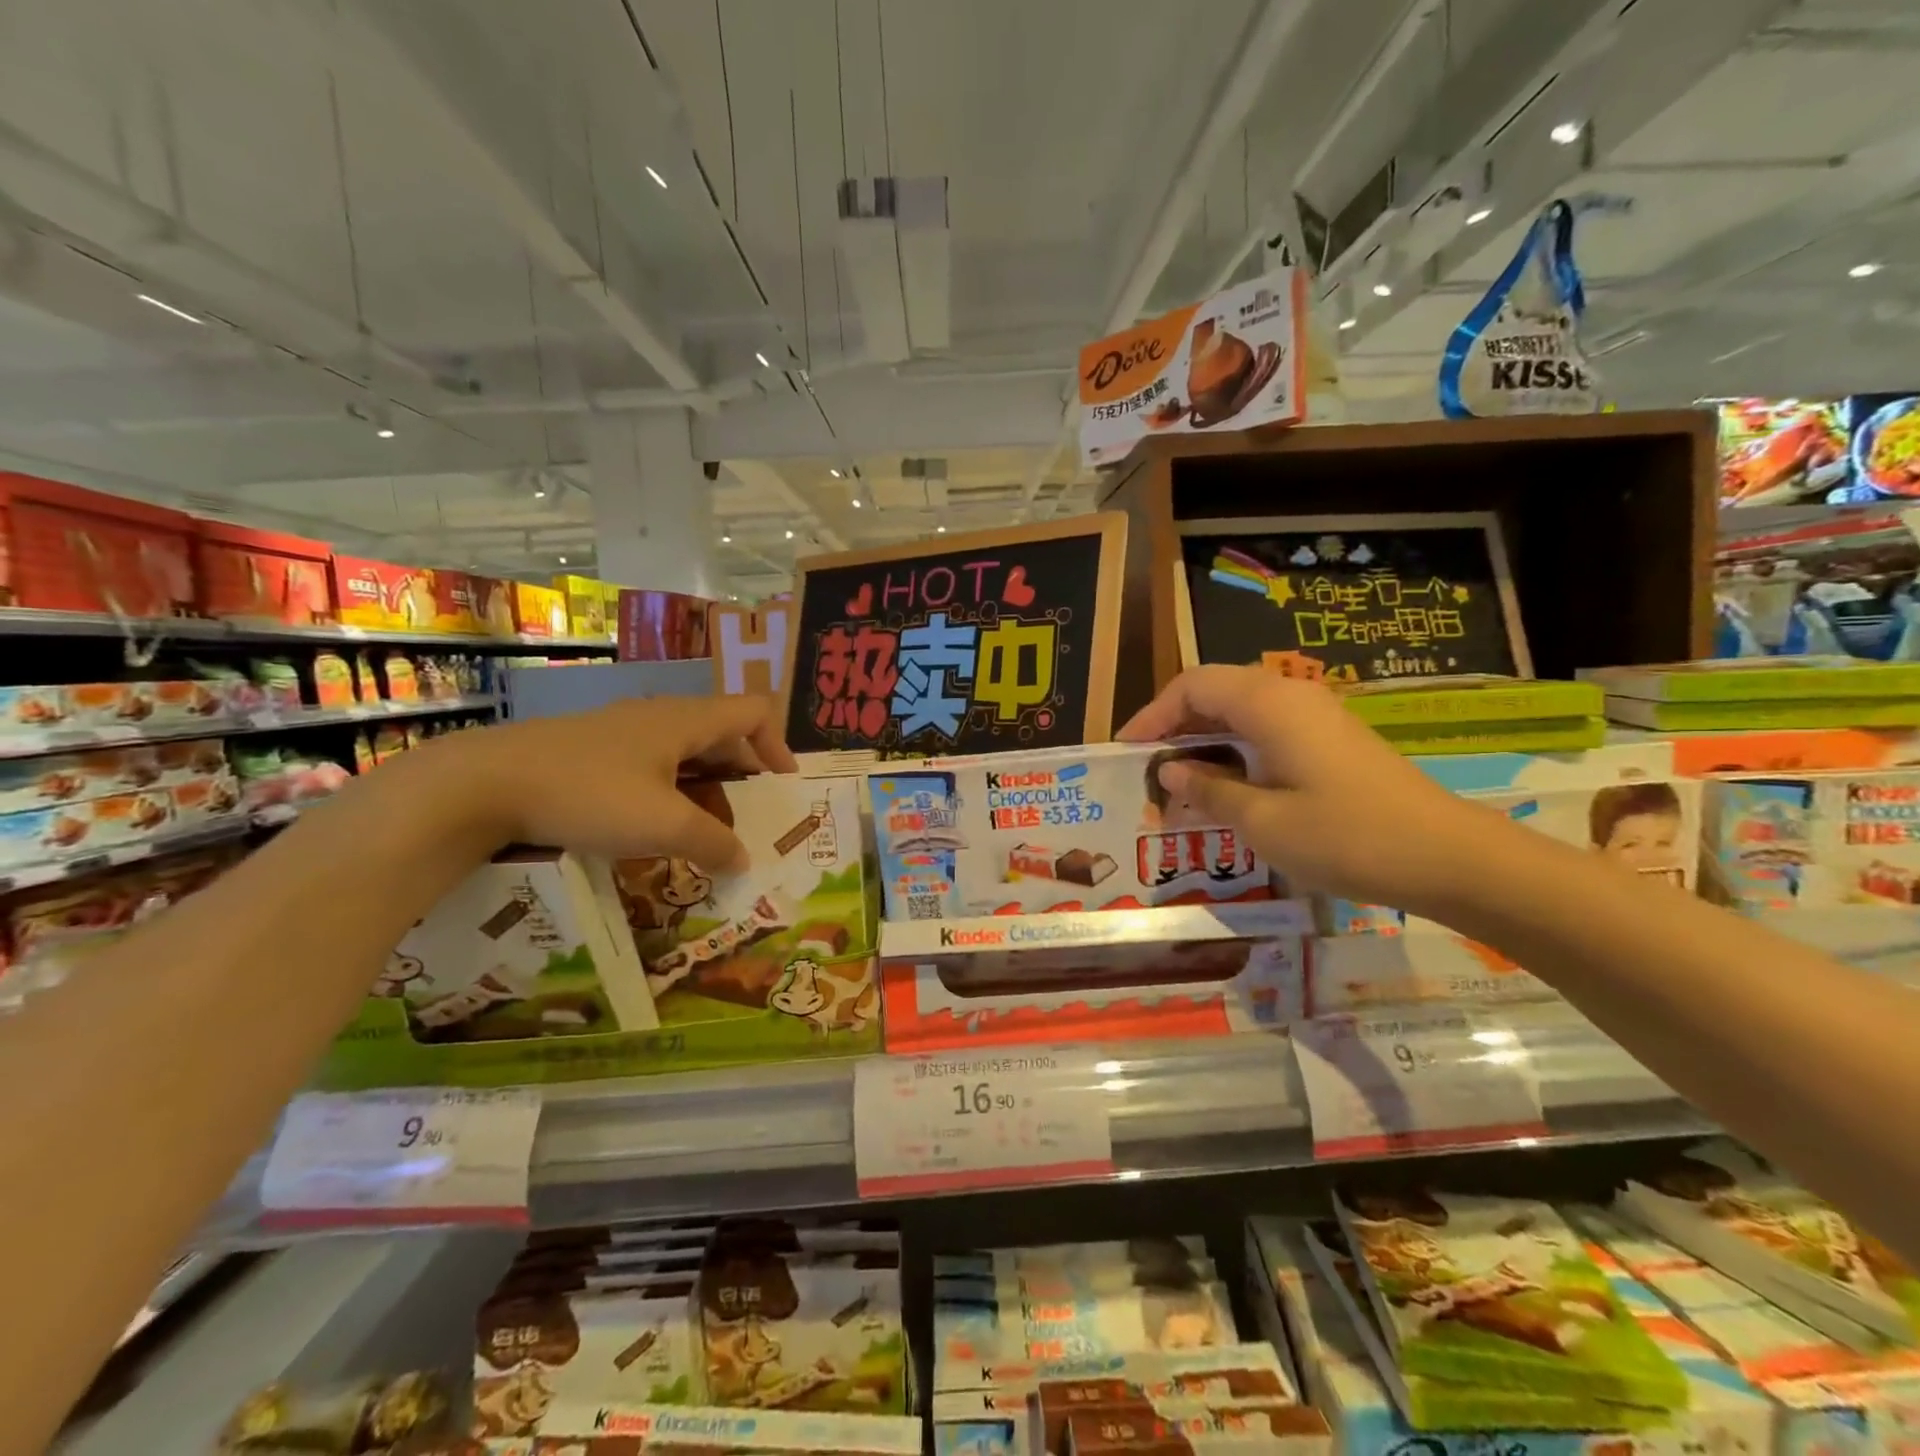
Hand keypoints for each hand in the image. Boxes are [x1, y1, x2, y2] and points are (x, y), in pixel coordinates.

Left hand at [446, 694, 796, 870]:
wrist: (483, 785)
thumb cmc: (589, 795)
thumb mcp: (663, 826)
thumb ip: (714, 843)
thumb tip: (744, 861)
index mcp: (686, 720)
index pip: (754, 711)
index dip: (778, 744)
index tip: (781, 786)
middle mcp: (659, 716)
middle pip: (722, 733)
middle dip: (742, 774)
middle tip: (746, 818)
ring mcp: (622, 732)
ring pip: (684, 752)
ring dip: (705, 788)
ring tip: (702, 831)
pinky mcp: (592, 750)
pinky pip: (651, 764)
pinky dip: (670, 791)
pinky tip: (652, 826)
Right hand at [1118, 666, 1501, 914]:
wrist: (1448, 857)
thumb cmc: (1346, 837)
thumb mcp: (1263, 821)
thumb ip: (1209, 790)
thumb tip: (1172, 770)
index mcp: (1268, 705)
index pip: (1192, 686)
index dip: (1153, 714)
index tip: (1127, 751)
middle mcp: (1291, 696)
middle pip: (1215, 691)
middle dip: (1175, 725)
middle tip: (1148, 768)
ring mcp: (1316, 716)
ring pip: (1241, 710)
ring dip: (1204, 738)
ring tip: (1178, 779)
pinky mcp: (1332, 739)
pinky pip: (1267, 728)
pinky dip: (1234, 748)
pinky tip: (1227, 785)